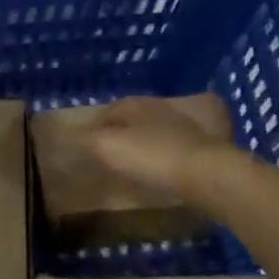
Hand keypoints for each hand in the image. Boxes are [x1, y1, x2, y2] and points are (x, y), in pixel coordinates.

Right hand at [86, 96, 234, 201]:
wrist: (208, 174)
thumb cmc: (153, 157)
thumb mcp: (108, 147)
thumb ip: (87, 139)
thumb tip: (68, 133)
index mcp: (136, 105)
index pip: (110, 109)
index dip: (97, 124)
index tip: (88, 141)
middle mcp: (163, 107)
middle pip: (137, 115)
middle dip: (125, 129)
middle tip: (115, 148)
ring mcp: (189, 124)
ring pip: (163, 127)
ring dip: (152, 138)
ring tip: (142, 158)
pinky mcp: (210, 143)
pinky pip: (183, 144)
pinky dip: (173, 152)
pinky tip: (171, 165)